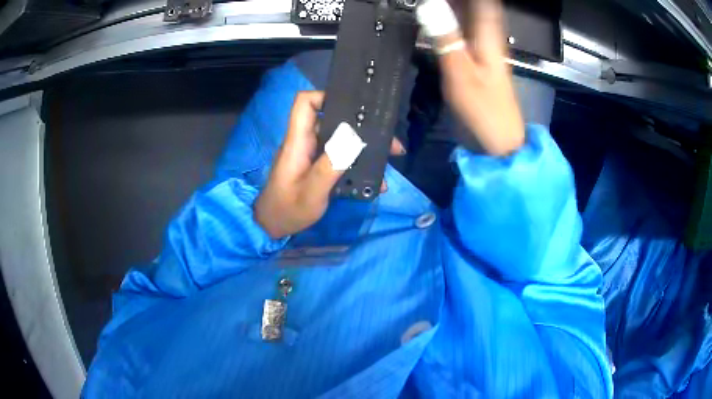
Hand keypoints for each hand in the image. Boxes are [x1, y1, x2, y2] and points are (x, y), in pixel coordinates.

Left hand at [254, 91, 404, 238]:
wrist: (272, 227)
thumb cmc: (288, 209)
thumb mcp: (312, 192)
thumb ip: (331, 165)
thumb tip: (354, 137)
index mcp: (298, 141)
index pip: (305, 103)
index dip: (326, 96)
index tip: (354, 106)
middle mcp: (305, 142)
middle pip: (332, 121)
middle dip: (362, 128)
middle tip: (390, 142)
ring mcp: (311, 154)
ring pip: (340, 140)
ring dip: (364, 148)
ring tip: (389, 159)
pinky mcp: (316, 166)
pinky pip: (339, 156)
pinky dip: (357, 163)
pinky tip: (374, 180)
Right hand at [433, 0, 524, 155]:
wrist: (500, 139)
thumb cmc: (484, 109)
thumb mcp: (460, 73)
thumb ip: (445, 38)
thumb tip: (428, 6)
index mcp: (487, 35)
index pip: (482, 3)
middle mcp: (488, 35)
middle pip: (475, 6)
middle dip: (455, 2)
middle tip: (430, 4)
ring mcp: (484, 46)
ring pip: (470, 15)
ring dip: (453, 7)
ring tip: (431, 7)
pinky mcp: (478, 57)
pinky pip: (465, 28)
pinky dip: (452, 19)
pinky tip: (438, 17)